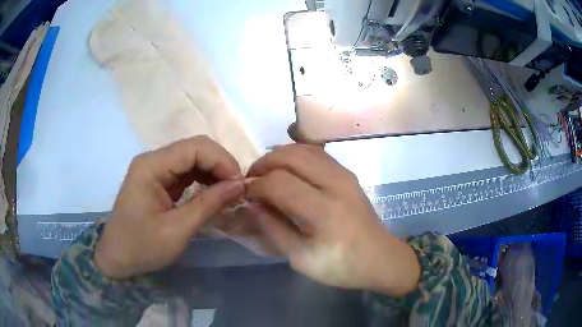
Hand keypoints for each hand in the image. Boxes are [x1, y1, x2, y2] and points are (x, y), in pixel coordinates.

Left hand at [95, 136, 244, 278]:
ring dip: (214, 172)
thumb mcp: (177, 230)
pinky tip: (214, 193)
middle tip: (238, 188)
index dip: (222, 160)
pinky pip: (186, 172)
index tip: (240, 184)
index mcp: (151, 166)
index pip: (194, 147)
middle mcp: (152, 160)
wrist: (117, 258)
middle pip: (194, 148)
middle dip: (220, 165)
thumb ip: (208, 204)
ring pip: (192, 158)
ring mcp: (155, 169)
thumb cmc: (142, 247)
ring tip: (229, 192)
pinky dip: (204, 180)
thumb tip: (240, 185)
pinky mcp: (159, 180)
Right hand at [245, 144, 419, 295]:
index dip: (256, 185)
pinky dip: (296, 155)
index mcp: (324, 211)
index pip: (279, 183)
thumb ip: (274, 229)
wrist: (380, 258)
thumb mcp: (301, 259)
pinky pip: (317, 153)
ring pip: (304, 149)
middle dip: (264, 163)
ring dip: (279, 156)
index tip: (246, 194)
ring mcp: (345, 175)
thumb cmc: (341, 266)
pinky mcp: (348, 174)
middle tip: (252, 178)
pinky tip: (288, 168)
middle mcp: (336, 184)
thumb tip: (253, 205)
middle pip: (291, 157)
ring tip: (266, 172)